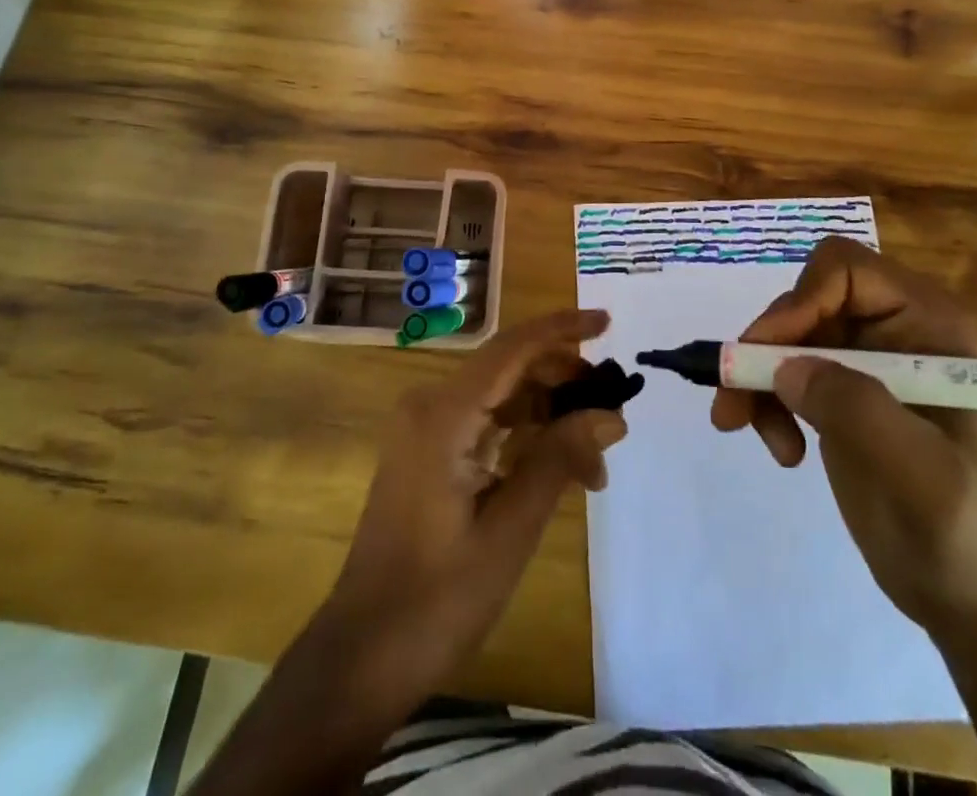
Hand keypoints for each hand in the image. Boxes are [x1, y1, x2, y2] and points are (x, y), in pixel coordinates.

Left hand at [326, 309, 626, 690]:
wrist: (363, 654)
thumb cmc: (438, 597)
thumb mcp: (511, 530)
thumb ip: (559, 459)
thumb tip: (611, 415)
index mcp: (444, 414)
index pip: (512, 348)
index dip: (562, 329)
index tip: (608, 322)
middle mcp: (431, 405)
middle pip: (509, 369)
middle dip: (564, 385)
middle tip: (613, 419)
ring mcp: (425, 428)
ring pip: (501, 396)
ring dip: (549, 417)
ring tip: (595, 463)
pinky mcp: (427, 451)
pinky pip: (485, 422)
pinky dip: (524, 436)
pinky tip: (559, 468)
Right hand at [710, 237, 976, 633]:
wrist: (972, 599)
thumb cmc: (964, 532)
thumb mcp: (919, 472)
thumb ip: (856, 407)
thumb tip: (785, 367)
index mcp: (926, 323)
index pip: (845, 270)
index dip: (800, 301)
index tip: (767, 355)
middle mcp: (892, 327)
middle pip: (803, 301)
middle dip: (765, 347)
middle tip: (734, 397)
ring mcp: (863, 359)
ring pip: (784, 336)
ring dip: (756, 379)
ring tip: (743, 428)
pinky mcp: (839, 391)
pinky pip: (782, 370)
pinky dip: (764, 401)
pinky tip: (781, 449)